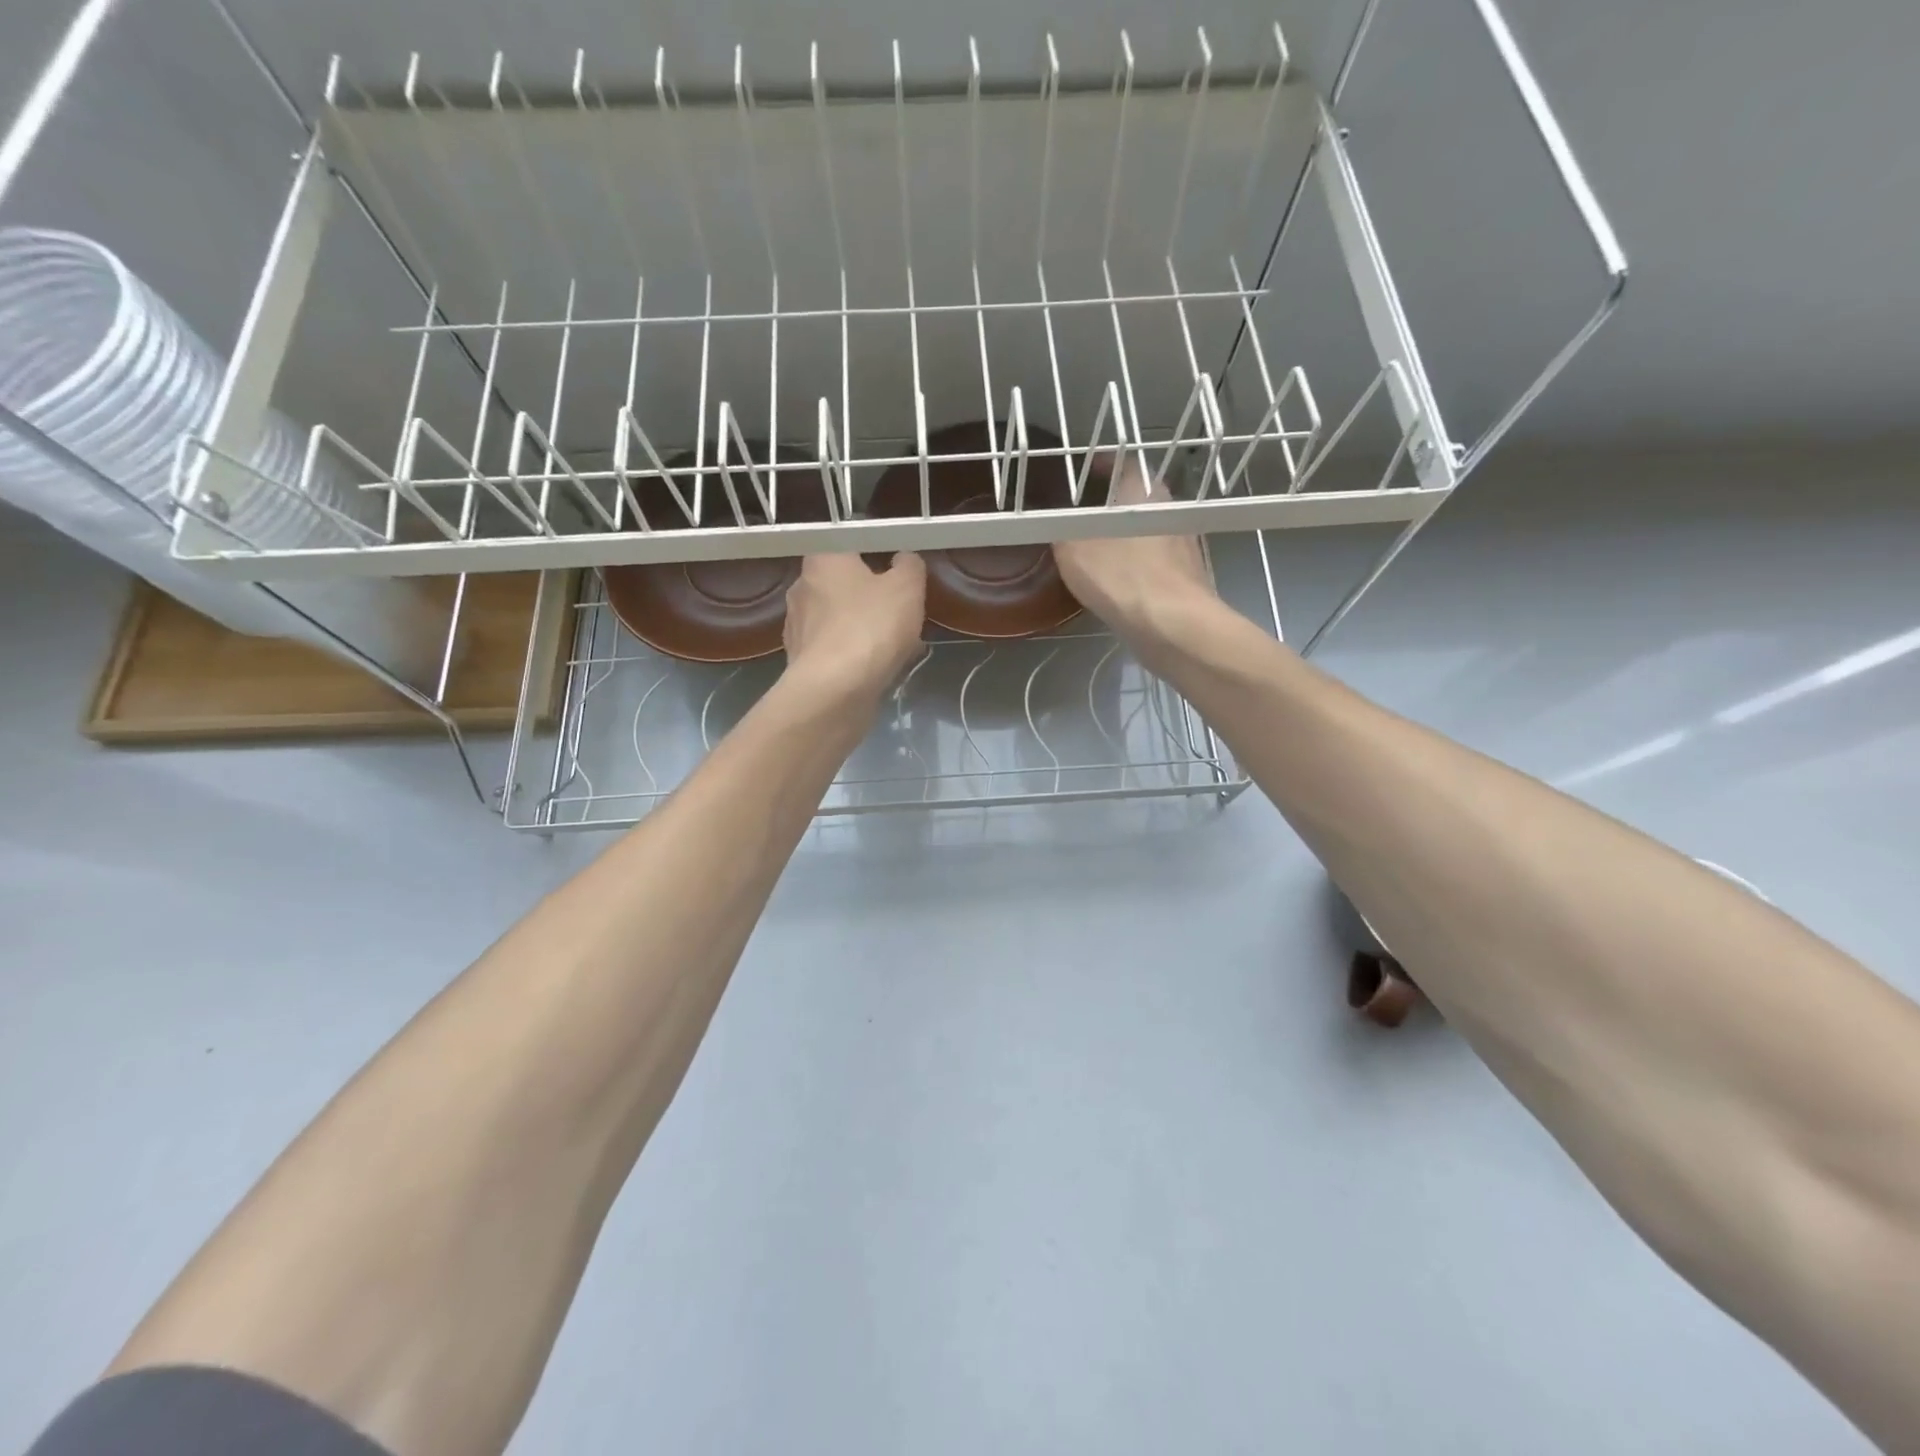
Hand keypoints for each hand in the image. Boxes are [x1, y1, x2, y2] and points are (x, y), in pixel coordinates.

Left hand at [783, 552, 926, 699]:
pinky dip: (854, 655)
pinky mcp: (800, 662)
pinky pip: (835, 650)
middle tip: (900, 613)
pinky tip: (877, 669)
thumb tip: (904, 560)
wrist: (834, 691)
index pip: (850, 546)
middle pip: (843, 586)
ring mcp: (797, 628)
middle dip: (870, 598)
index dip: (877, 559)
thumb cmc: (870, 627)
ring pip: (840, 621)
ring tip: (896, 646)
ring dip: (864, 629)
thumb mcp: (907, 587)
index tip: (898, 576)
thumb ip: (910, 566)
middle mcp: (801, 588)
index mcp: (821, 559)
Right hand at [1053, 451, 1218, 641]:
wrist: (1175, 626)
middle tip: (1080, 512)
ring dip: (1123, 534)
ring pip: (1145, 529)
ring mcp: (1184, 543)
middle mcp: (1170, 509)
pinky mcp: (1187, 575)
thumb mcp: (1073, 550)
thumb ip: (1059, 531)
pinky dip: (1134, 561)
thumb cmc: (1123, 576)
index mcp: (1144, 490)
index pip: (1122, 462)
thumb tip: (1052, 523)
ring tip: (1094, 547)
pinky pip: (1153, 559)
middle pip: (1135, 497)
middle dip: (1108, 502)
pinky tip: (1118, 578)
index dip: (1099, 464)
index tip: (1079, 471)